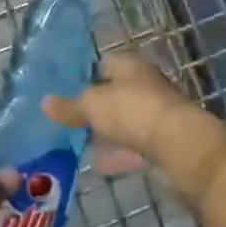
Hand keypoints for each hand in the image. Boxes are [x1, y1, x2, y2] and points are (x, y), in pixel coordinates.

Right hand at [44, 52, 225, 205]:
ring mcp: (156, 113)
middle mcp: (144, 83)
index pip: (102, 62)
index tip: (63, 89)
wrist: (181, 146)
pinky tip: (99, 163)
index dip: (83, 74)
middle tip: (68, 117)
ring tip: (78, 141)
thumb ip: (69, 106)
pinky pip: (134, 144)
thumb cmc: (133, 112)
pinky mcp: (163, 141)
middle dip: (94, 105)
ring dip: (107, 130)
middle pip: (114, 92)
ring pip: (124, 119)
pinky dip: (119, 152)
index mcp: (129, 64)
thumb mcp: (92, 106)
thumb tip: (44, 102)